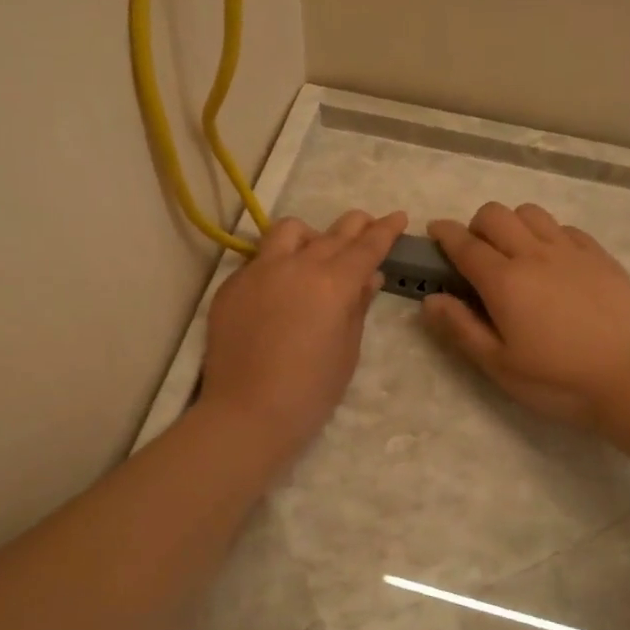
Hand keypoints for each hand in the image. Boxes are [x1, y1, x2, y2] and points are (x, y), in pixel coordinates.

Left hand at [198, 209, 406, 462]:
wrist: (247, 413)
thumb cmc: (310, 391)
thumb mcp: (347, 350)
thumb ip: (358, 306)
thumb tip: (369, 277)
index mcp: (333, 283)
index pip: (366, 246)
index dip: (386, 230)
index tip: (398, 216)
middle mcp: (297, 265)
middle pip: (332, 233)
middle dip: (355, 225)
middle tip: (366, 225)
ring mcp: (259, 271)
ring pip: (289, 231)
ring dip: (311, 235)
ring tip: (316, 252)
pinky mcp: (232, 284)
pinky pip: (260, 258)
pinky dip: (278, 262)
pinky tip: (281, 286)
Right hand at [422, 203, 629, 429]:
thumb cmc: (557, 380)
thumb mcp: (499, 365)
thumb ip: (461, 328)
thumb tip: (430, 300)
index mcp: (504, 281)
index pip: (464, 243)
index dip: (444, 233)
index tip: (434, 230)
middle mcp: (534, 254)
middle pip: (495, 214)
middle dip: (476, 225)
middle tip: (477, 252)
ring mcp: (571, 251)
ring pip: (531, 213)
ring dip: (513, 224)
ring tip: (516, 251)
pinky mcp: (600, 256)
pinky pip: (566, 228)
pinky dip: (549, 234)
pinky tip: (554, 260)